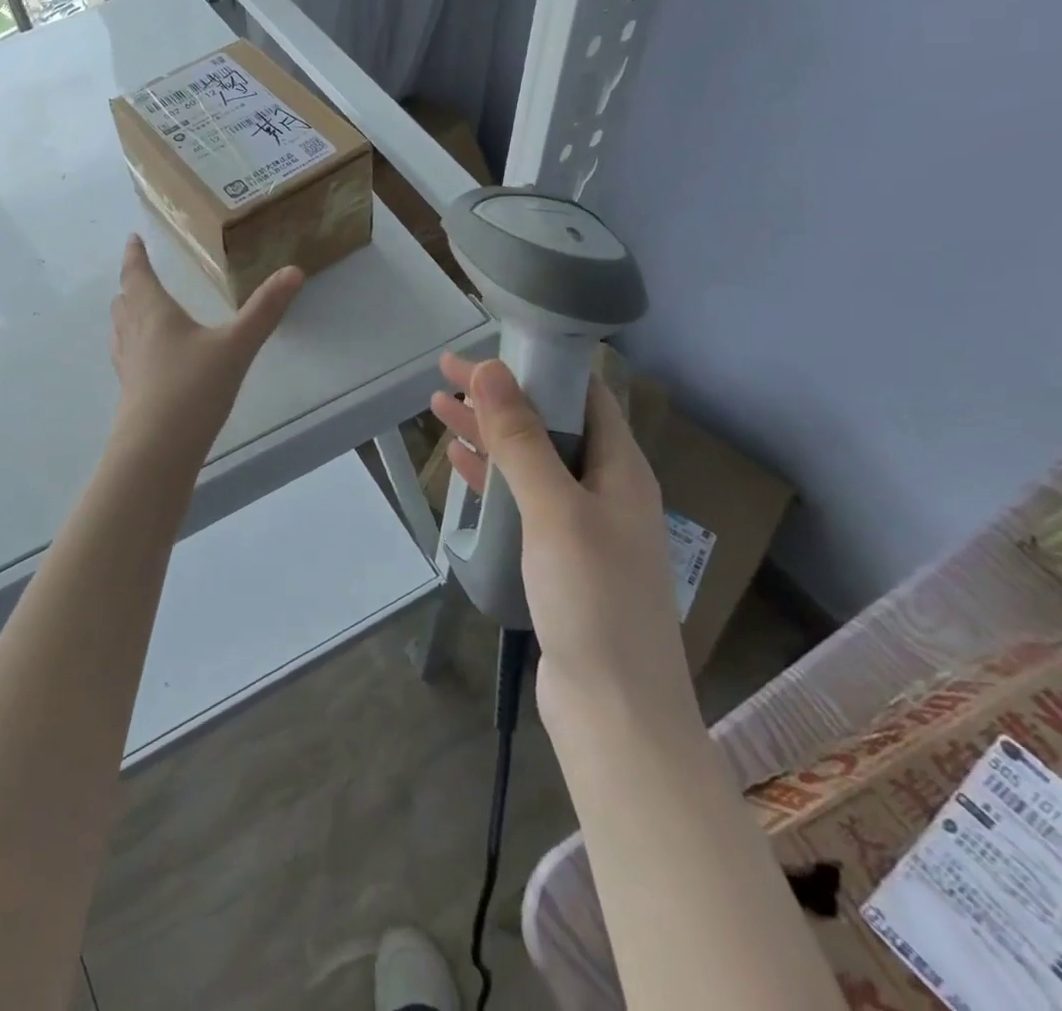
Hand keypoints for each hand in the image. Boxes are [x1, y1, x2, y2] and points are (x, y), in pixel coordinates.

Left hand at [109, 235, 303, 461]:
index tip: (132, 239)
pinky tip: (149, 358)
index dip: (134, 255)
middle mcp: (134, 333)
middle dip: (131, 284)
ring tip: (141, 310)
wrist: (158, 449)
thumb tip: (294, 270)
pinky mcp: (130, 391)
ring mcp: (128, 364)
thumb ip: (265, 310)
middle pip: (124, 300)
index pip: (137, 274)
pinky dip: (133, 344)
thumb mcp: (236, 345)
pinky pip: (127, 356)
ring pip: (121, 329)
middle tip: (140, 274)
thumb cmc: (194, 387)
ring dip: (128, 313)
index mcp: (154, 312)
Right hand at [430, 353, 692, 725]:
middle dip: (499, 396)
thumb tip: (491, 370)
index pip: (582, 394)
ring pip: (530, 461)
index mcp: (622, 469)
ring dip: (488, 433)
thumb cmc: (594, 601)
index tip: (487, 349)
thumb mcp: (554, 510)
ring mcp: (583, 525)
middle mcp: (607, 489)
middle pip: (549, 425)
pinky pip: (522, 500)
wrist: (615, 712)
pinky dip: (491, 477)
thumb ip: (521, 440)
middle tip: (446, 372)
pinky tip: (460, 464)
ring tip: (439, 407)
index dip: (537, 365)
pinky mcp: (560, 557)